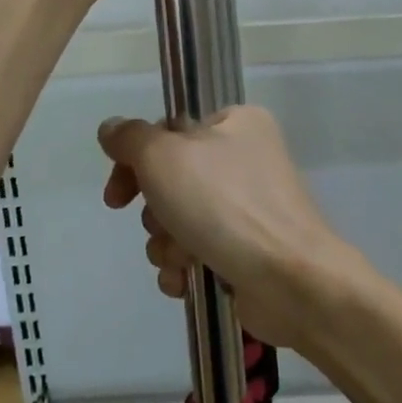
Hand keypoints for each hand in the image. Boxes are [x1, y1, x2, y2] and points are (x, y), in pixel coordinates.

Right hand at [97, 106, 363, 350]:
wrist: (290, 279)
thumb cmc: (226, 204)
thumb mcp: (165, 157)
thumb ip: (131, 139)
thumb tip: (111, 128)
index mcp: (236, 123)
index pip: (168, 132)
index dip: (134, 163)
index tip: (116, 197)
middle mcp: (245, 159)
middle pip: (170, 181)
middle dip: (156, 213)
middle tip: (165, 225)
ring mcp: (248, 208)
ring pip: (178, 221)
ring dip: (168, 244)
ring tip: (185, 257)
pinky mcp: (247, 250)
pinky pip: (197, 253)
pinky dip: (185, 267)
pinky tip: (190, 279)